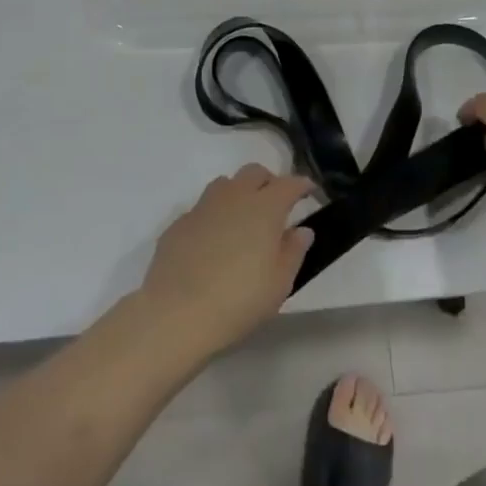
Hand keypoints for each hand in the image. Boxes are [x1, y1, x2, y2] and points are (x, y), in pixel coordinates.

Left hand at [138, 164, 314, 359]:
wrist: (176, 313)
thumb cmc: (239, 300)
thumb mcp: (279, 284)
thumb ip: (294, 251)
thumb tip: (302, 230)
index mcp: (265, 207)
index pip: (289, 184)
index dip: (302, 185)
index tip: (309, 191)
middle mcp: (234, 197)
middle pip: (255, 172)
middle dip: (269, 181)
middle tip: (277, 204)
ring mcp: (203, 207)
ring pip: (226, 184)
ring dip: (239, 192)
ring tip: (243, 218)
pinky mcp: (179, 223)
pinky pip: (203, 208)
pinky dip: (214, 215)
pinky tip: (213, 241)